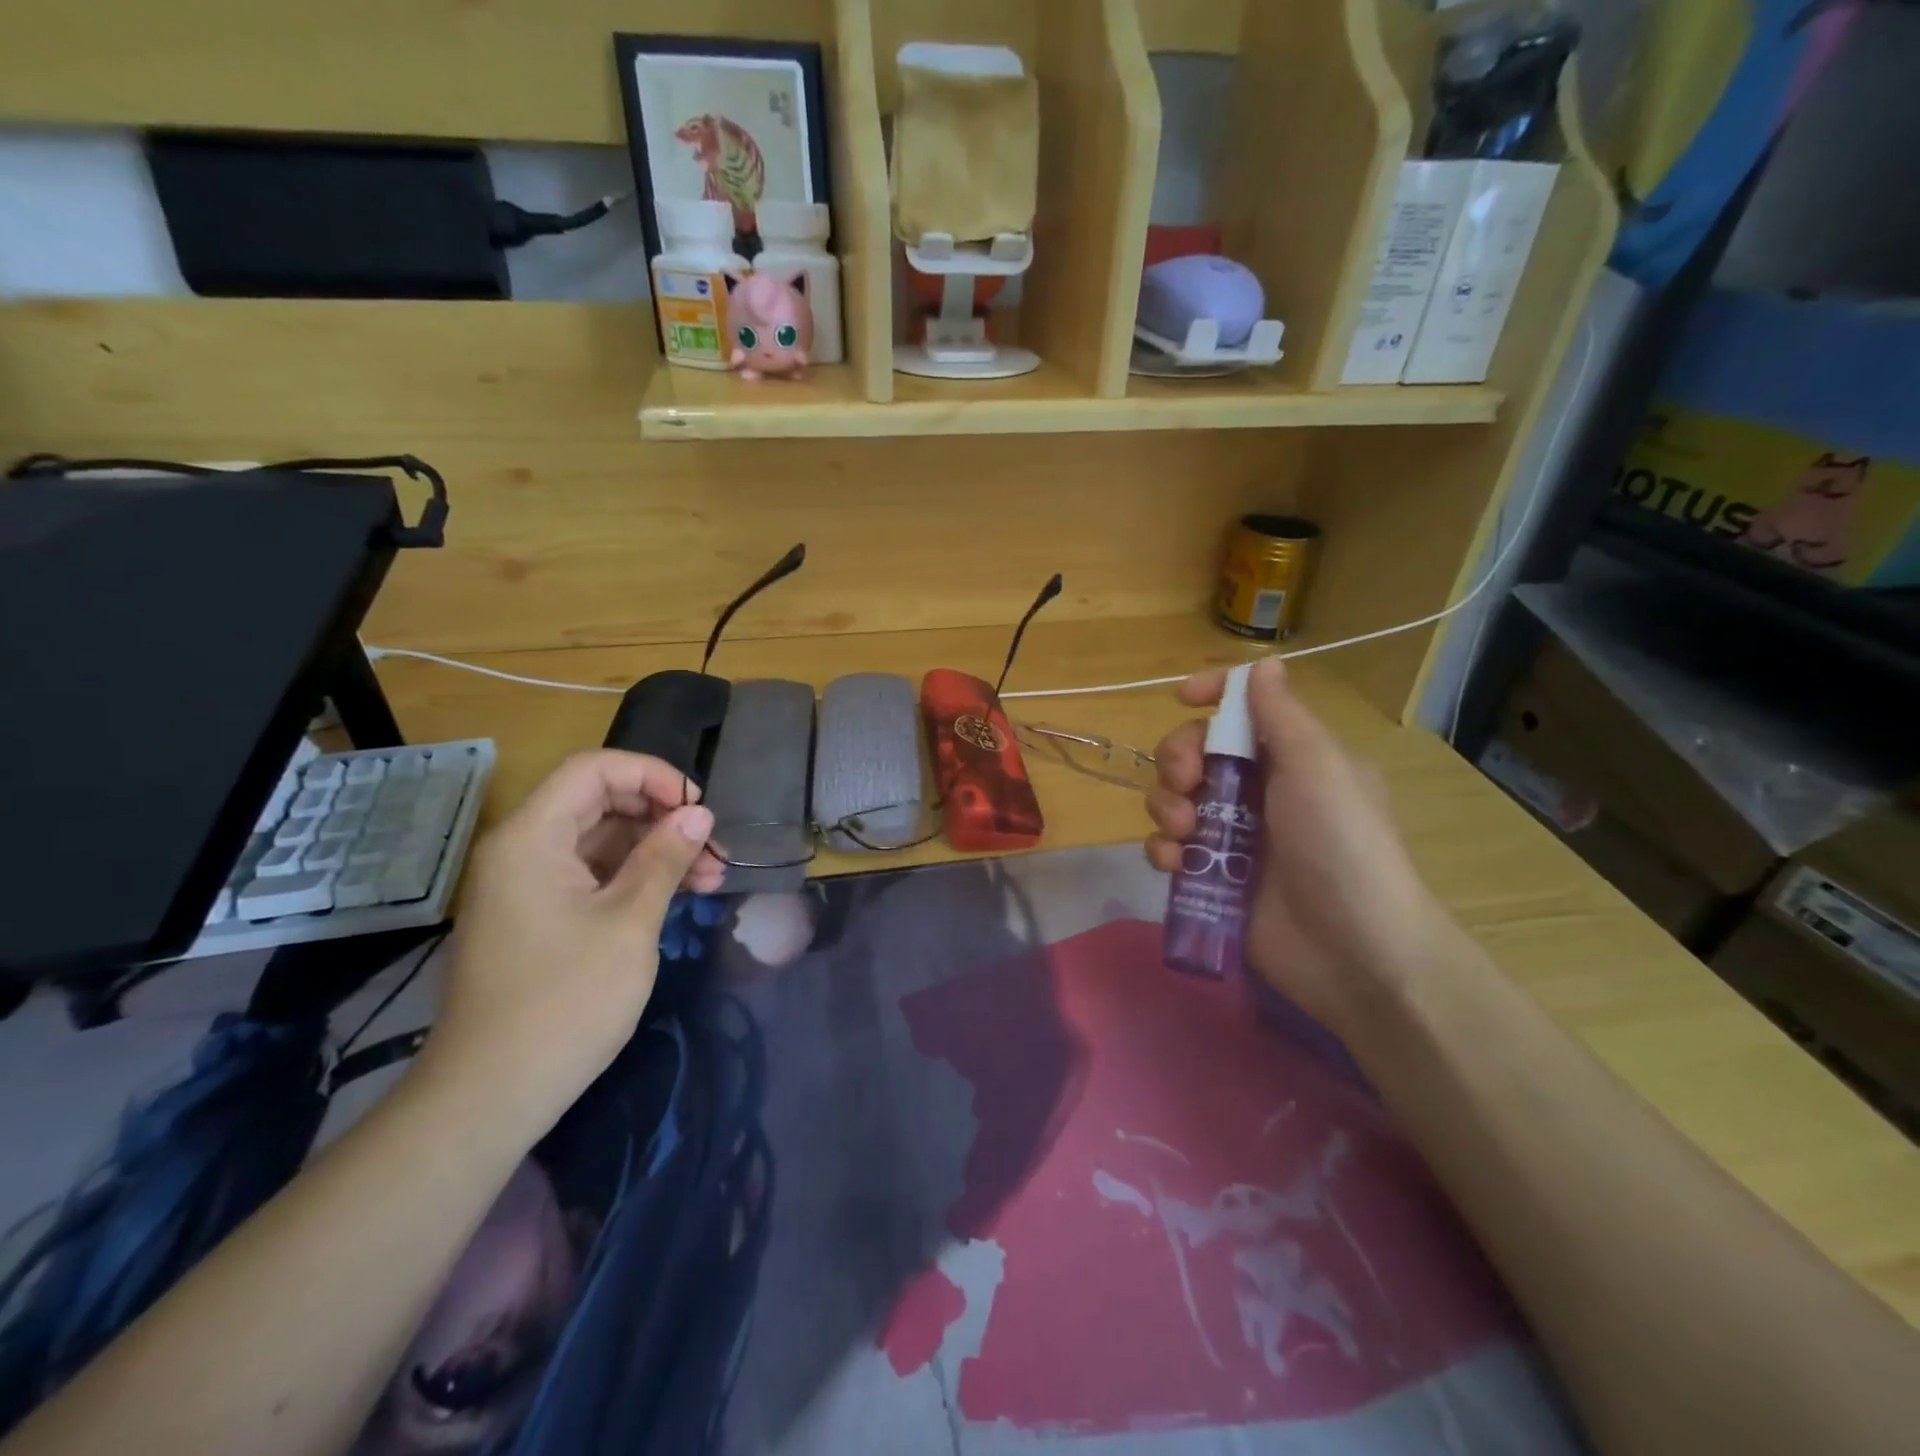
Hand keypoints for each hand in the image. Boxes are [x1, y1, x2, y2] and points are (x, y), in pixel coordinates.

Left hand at [419, 751, 719, 1140]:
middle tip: (715, 846)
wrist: (492, 1095)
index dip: (654, 775)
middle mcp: (524, 849)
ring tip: (711, 876)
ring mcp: (529, 884)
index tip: (699, 808)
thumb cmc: (565, 1001)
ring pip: (602, 840)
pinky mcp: (540, 915)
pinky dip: (636, 877)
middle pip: (600, 801)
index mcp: (532, 838)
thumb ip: (665, 859)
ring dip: (657, 849)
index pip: (595, 770)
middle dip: (663, 815)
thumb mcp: (629, 923)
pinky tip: (680, 894)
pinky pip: (593, 874)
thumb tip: (699, 813)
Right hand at [1145, 659, 1456, 1036]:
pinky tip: (1173, 863)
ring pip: (1173, 799)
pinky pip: (1168, 848)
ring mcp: (1232, 836)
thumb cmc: (1341, 845)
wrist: (1353, 951)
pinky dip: (1162, 849)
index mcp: (1290, 757)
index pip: (1243, 709)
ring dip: (1165, 806)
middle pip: (1194, 751)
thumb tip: (1263, 664)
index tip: (1181, 697)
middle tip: (1187, 782)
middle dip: (1178, 759)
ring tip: (1184, 832)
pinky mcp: (1211, 877)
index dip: (1211, 695)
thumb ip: (1282, 715)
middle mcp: (1258, 790)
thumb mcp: (1318, 768)